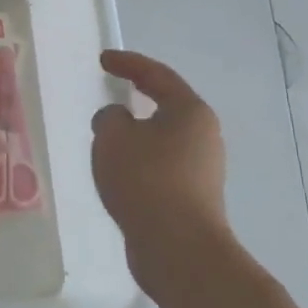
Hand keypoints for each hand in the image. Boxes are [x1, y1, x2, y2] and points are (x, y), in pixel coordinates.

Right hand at [90, 49, 231, 300]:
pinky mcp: (193, 195)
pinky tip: (118, 167)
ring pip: (163, 136)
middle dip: (137, 94)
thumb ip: (109, 117)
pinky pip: (161, 162)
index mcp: (190, 111)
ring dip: (137, 130)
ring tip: (107, 131)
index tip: (103, 59)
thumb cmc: (146, 180)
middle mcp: (203, 135)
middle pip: (167, 104)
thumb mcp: (113, 136)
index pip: (157, 75)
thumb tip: (118, 120)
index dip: (128, 63)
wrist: (178, 248)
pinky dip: (139, 156)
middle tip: (111, 85)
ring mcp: (202, 167)